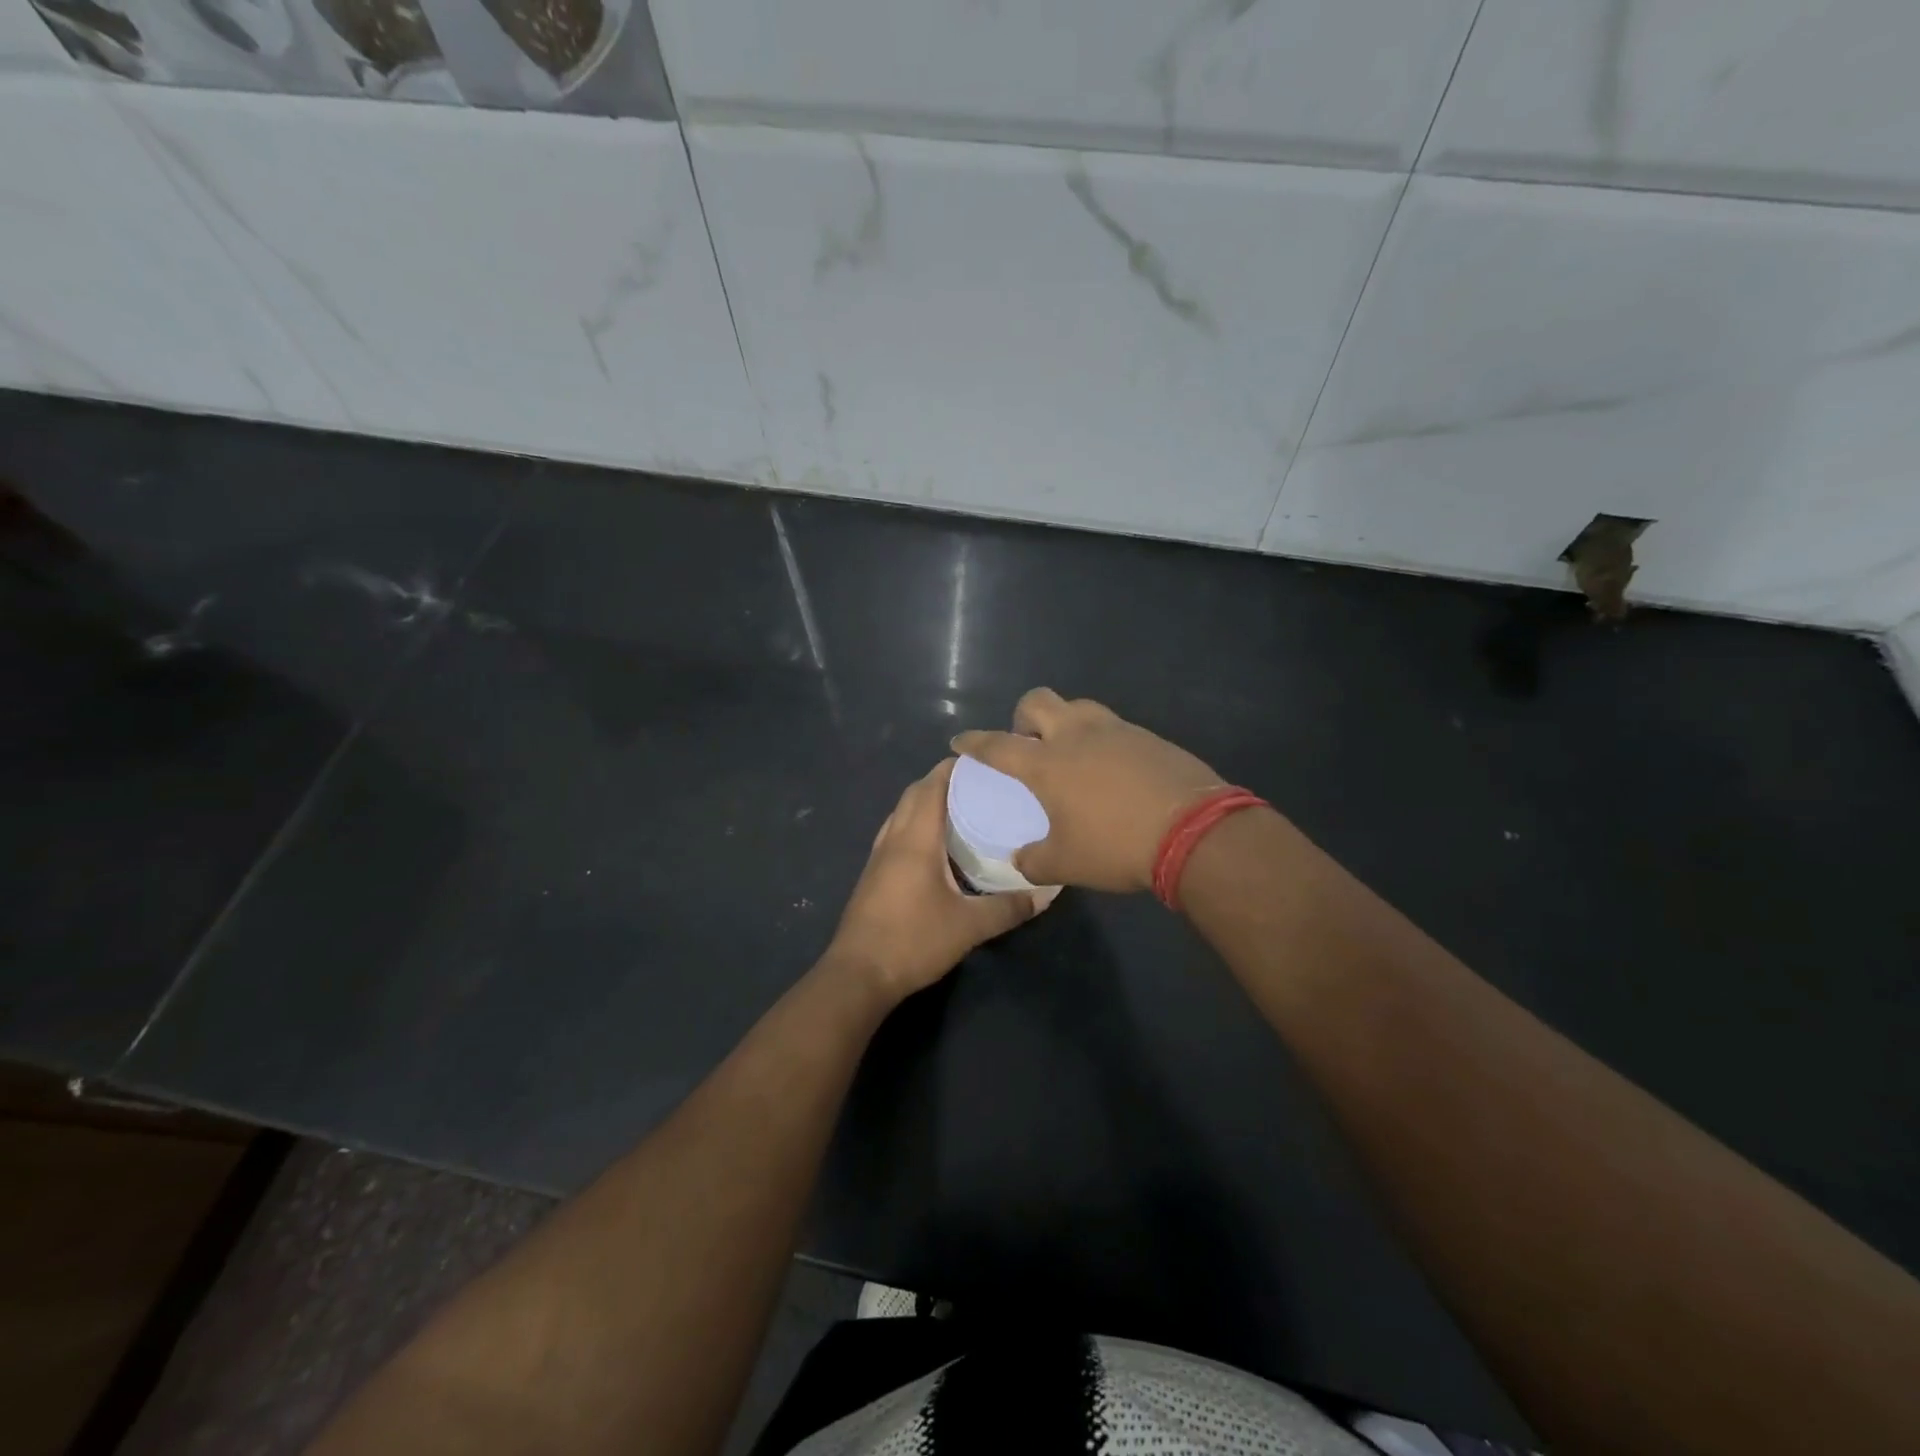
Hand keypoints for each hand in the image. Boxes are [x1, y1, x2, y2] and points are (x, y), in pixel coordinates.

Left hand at [826, 758, 1043, 1001]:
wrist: (858, 975)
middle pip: (915, 794)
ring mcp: (879, 856)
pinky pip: (896, 833)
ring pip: (902, 813)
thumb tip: (1047, 893)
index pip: (932, 786)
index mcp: (915, 839)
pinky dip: (916, 825)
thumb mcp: (969, 927)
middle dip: (943, 782)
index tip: (984, 763)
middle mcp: (894, 838)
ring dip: (926, 802)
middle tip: (980, 785)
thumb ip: (1009, 908)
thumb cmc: (913, 941)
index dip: (954, 768)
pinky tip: (936, 846)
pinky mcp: (873, 875)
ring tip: (962, 809)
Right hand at [951, 688, 1225, 892]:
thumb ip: (1035, 860)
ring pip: (1079, 707)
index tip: (960, 741)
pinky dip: (1102, 740)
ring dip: (1065, 722)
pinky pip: (1114, 727)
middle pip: (1038, 701)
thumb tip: (1021, 860)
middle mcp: (1077, 735)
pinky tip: (1112, 770)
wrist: (1194, 831)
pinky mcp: (1149, 736)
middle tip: (1027, 743)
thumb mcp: (1067, 864)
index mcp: (1047, 764)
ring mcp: (1117, 730)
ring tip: (1071, 754)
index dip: (974, 742)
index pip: (998, 745)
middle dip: (1023, 716)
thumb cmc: (1117, 846)